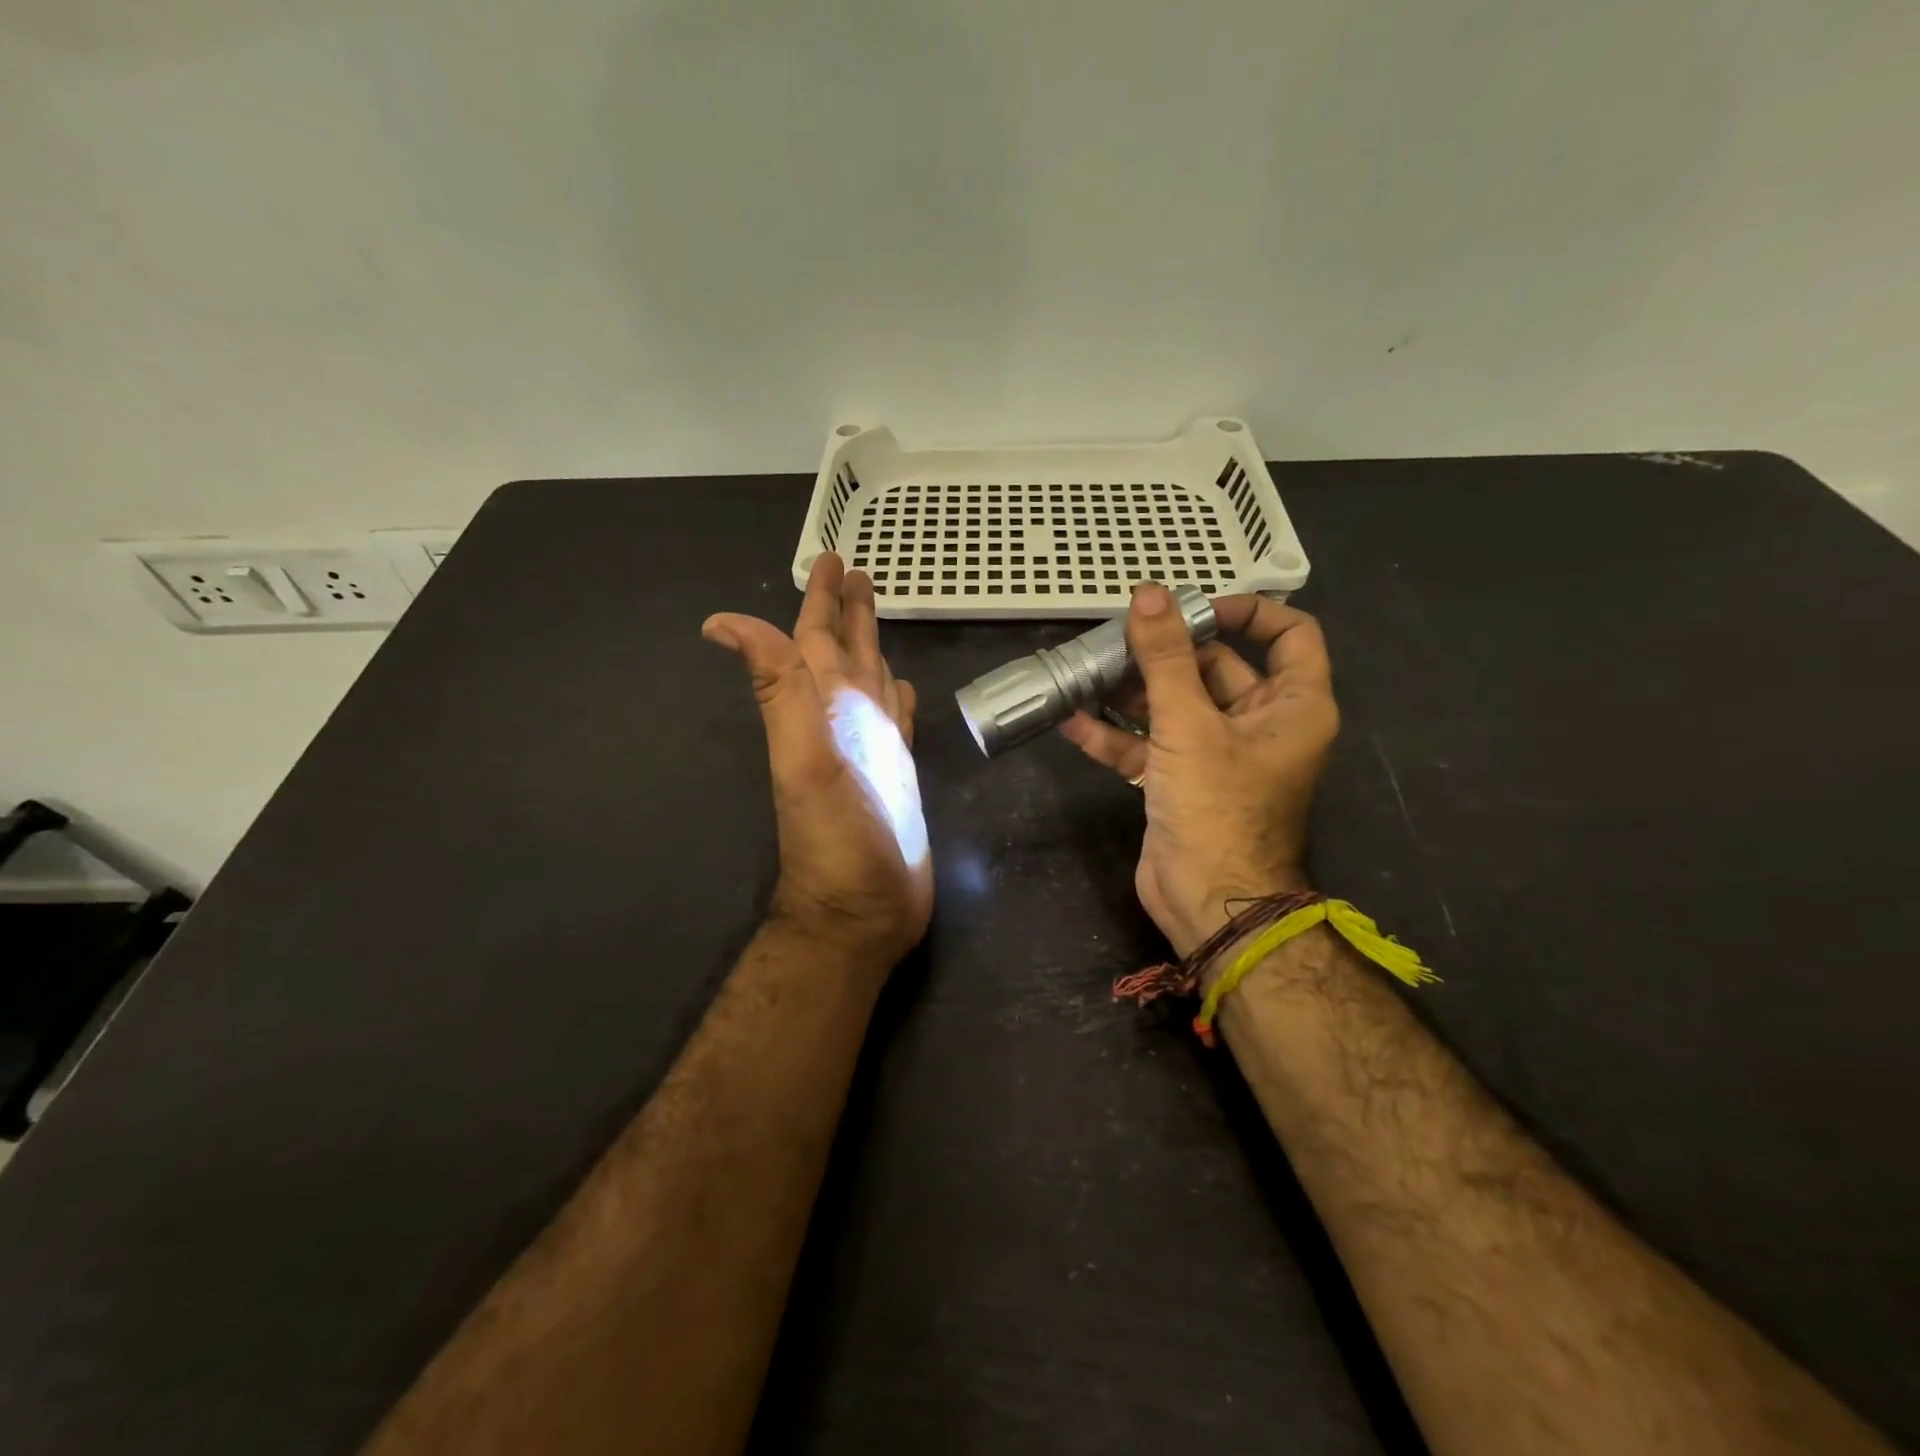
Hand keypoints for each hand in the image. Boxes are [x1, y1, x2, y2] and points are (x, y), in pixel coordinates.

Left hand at [703, 554, 931, 969]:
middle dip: (849, 612)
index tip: (831, 557)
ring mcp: (872, 749)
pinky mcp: (898, 774)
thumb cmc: (837, 837)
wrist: (862, 909)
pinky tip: (901, 687)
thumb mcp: (803, 756)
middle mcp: (844, 722)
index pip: (816, 639)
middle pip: (845, 653)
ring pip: (870, 681)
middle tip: (857, 572)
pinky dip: (897, 699)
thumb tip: (722, 622)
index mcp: (821, 709)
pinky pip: (896, 722)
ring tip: (877, 615)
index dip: (821, 599)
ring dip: (872, 646)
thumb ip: (778, 688)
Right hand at [1059, 585, 1338, 956]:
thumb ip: (1165, 658)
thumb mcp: (1189, 725)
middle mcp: (1260, 724)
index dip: (1246, 611)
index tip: (1192, 608)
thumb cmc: (1217, 807)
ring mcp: (1217, 754)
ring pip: (1176, 706)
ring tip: (1085, 672)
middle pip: (1216, 667)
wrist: (1208, 901)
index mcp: (1292, 705)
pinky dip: (1115, 735)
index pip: (1290, 634)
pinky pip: (1149, 745)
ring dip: (1132, 692)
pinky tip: (1072, 721)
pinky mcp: (1181, 781)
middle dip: (1165, 653)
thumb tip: (1149, 593)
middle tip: (1115, 636)